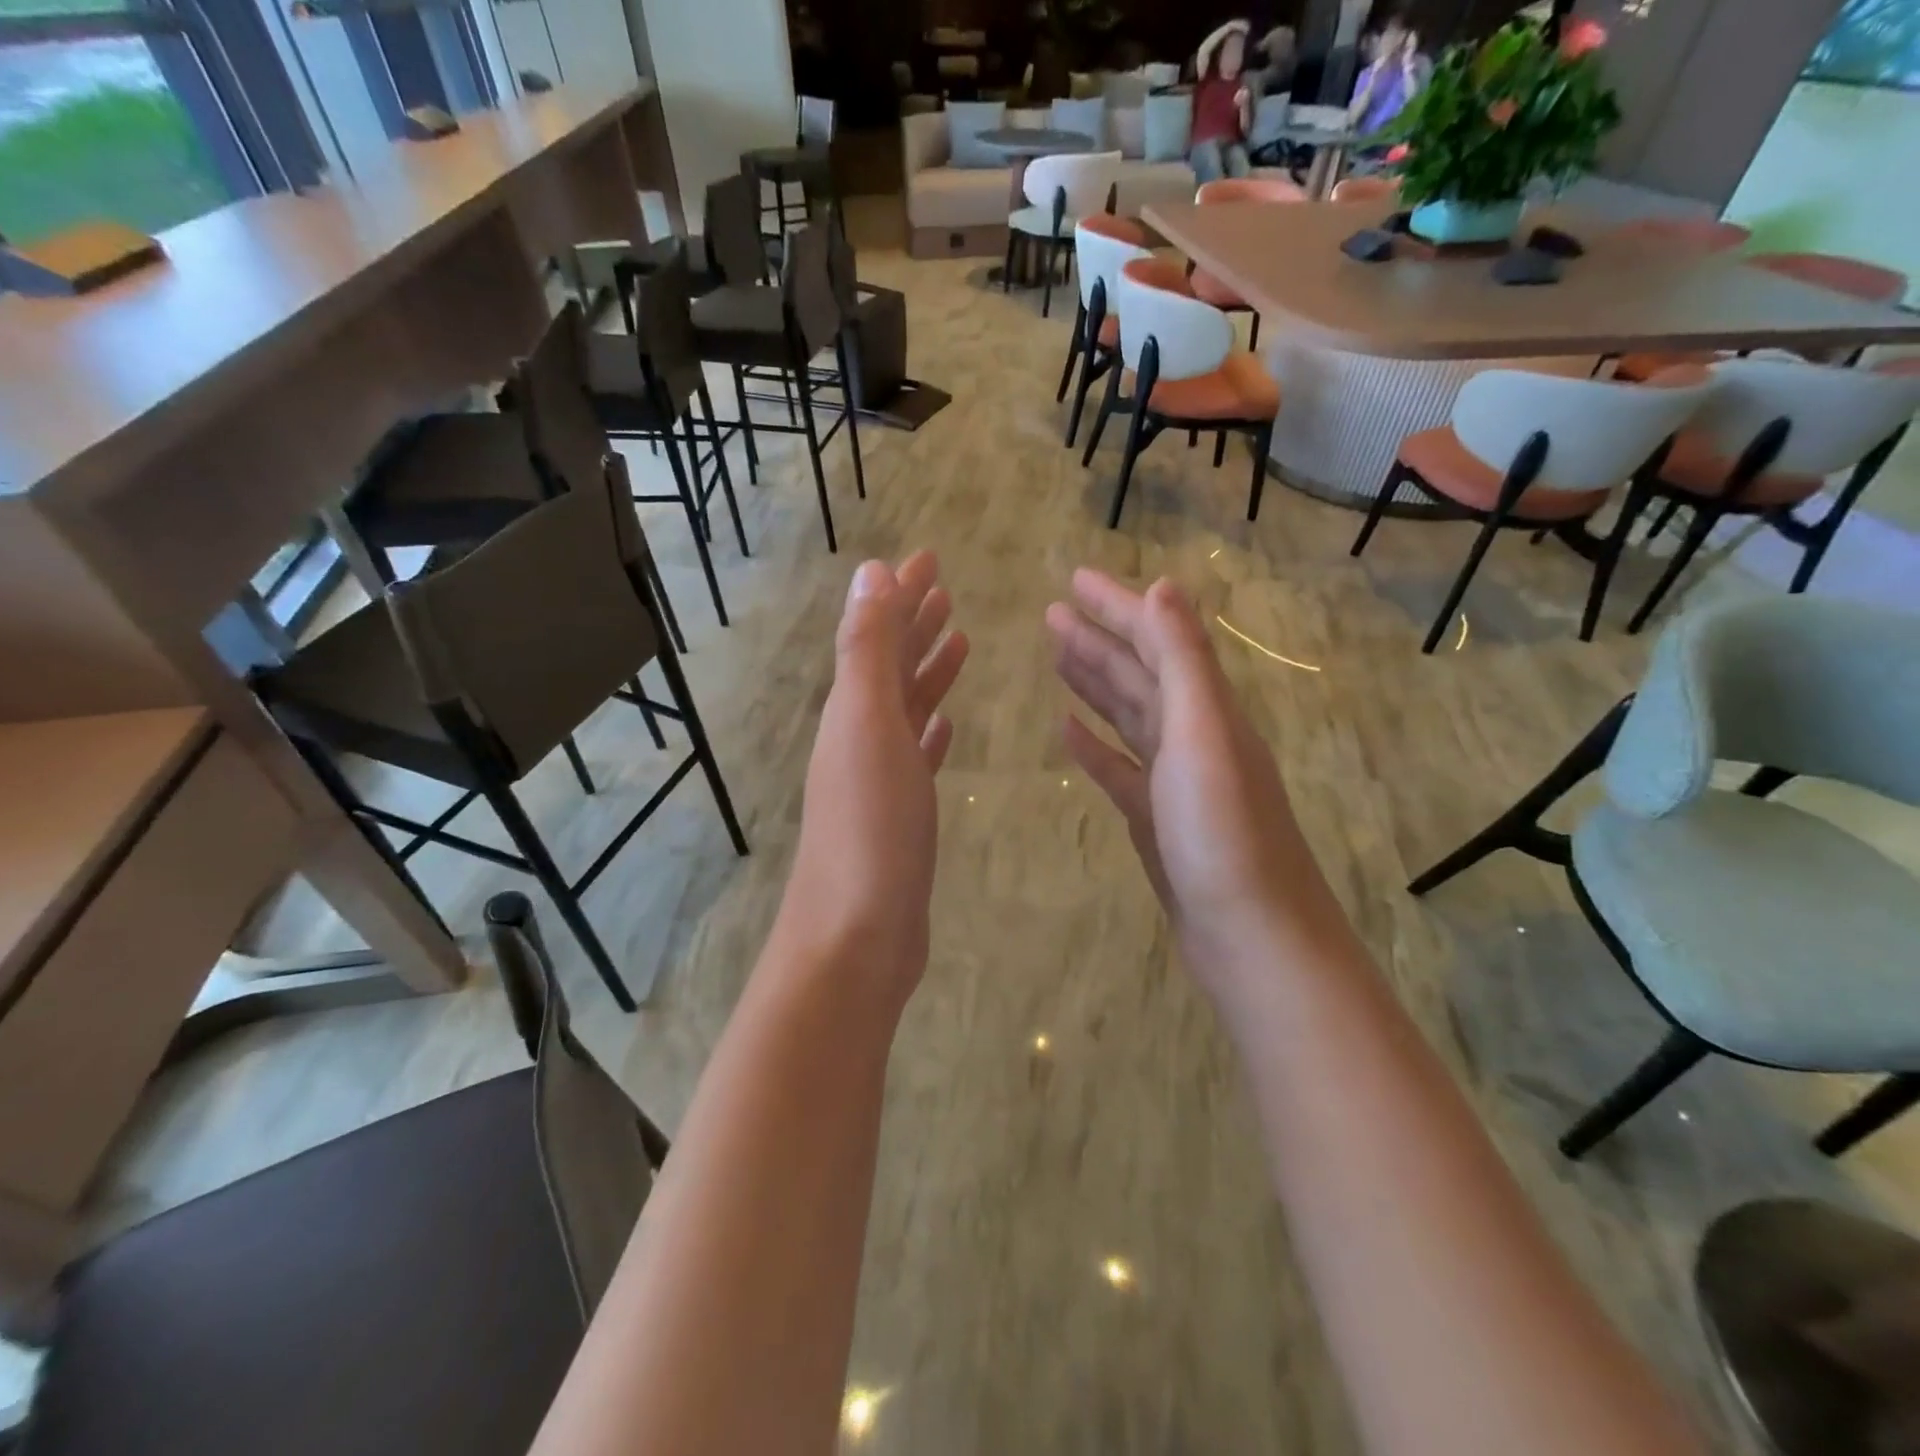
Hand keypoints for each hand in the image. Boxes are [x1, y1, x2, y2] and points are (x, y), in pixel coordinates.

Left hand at [776, 553, 968, 1003]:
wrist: (857, 936)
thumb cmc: (870, 827)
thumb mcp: (867, 725)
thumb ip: (867, 650)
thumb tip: (870, 571)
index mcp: (852, 710)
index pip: (877, 633)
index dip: (901, 593)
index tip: (928, 558)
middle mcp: (860, 736)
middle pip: (890, 666)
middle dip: (915, 623)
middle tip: (946, 589)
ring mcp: (879, 779)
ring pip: (906, 709)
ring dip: (927, 672)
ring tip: (959, 641)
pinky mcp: (900, 816)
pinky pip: (917, 756)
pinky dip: (932, 731)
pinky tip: (947, 724)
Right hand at [1046, 570, 1347, 1003]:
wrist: (1251, 937)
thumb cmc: (1224, 834)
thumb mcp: (1203, 735)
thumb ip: (1183, 661)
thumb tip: (1163, 585)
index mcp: (1207, 709)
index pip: (1157, 639)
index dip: (1116, 605)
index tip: (1072, 579)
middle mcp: (1194, 736)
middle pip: (1140, 673)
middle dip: (1097, 638)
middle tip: (1051, 613)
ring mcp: (1174, 779)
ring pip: (1128, 716)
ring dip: (1094, 682)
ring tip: (1057, 656)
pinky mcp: (1156, 819)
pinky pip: (1119, 768)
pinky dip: (1094, 745)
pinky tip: (1067, 732)